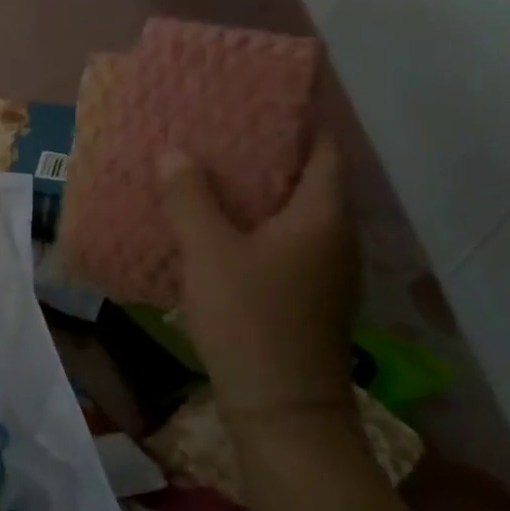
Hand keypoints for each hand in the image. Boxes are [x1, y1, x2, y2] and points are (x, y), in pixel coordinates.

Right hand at [158, 134, 358, 429]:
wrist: (282, 408)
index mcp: (320, 217)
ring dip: (257, 195)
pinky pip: (283, 245)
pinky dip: (254, 228)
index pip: (324, 151)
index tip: (260, 102)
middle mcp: (334, 239)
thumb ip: (190, 198)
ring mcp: (324, 273)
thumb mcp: (209, 251)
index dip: (299, 122)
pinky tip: (215, 232)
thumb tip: (175, 153)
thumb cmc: (250, 318)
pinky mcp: (307, 299)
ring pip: (292, 216)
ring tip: (208, 176)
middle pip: (307, 181)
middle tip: (217, 135)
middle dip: (266, 156)